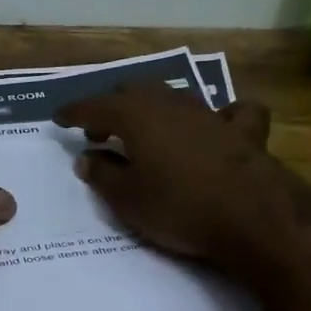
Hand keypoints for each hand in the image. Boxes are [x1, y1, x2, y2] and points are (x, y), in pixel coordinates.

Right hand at [54, 82, 275, 262]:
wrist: (251, 217)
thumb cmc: (177, 207)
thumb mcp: (126, 198)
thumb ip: (101, 175)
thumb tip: (87, 158)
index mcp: (136, 116)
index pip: (95, 106)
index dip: (74, 112)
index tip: (58, 118)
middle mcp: (171, 104)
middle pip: (134, 92)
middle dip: (113, 108)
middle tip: (100, 132)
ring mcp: (210, 114)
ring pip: (175, 98)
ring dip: (154, 110)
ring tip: (144, 132)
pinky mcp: (244, 132)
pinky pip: (230, 113)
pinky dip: (218, 117)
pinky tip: (216, 127)